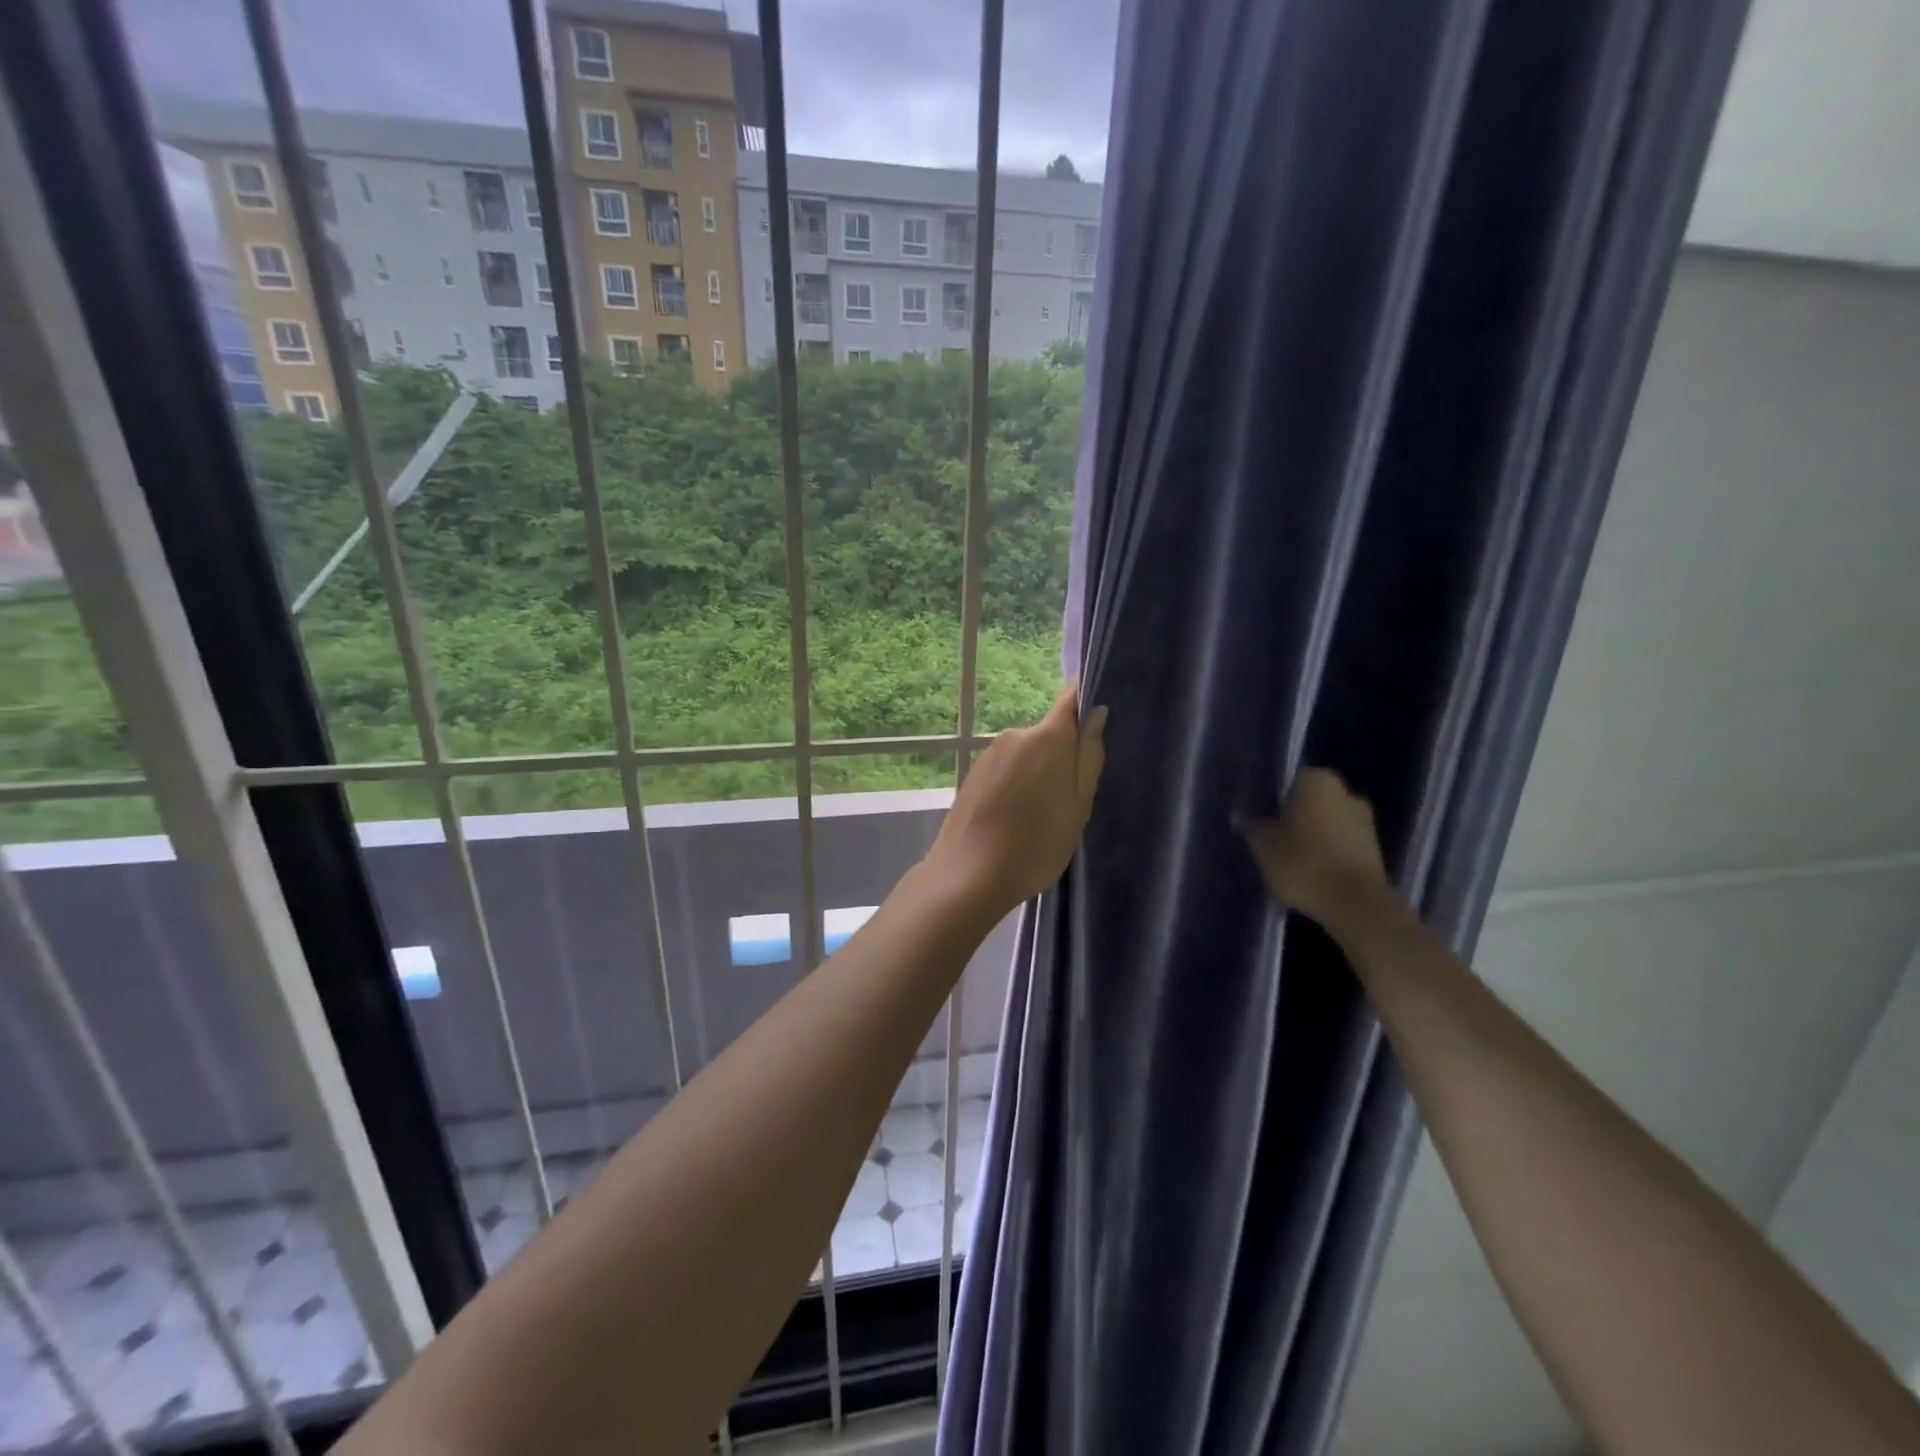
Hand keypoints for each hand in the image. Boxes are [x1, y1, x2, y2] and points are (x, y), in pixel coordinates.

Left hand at [926, 683, 1107, 918]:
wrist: (968, 876)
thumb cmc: (1036, 844)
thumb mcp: (1078, 805)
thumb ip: (1089, 755)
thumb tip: (1097, 712)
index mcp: (1047, 737)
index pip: (1071, 698)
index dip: (1086, 702)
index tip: (1099, 721)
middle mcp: (1015, 735)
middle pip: (1050, 734)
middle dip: (1062, 757)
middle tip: (1069, 800)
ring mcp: (989, 754)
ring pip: (1027, 755)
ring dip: (1037, 775)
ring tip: (1040, 818)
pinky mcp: (973, 774)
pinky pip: (1006, 770)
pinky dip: (1016, 787)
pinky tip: (1015, 821)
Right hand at [1243, 768, 1389, 928]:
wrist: (1356, 905)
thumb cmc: (1304, 863)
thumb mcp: (1264, 846)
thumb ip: (1254, 827)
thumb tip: (1247, 818)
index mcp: (1317, 781)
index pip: (1290, 780)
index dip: (1274, 799)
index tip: (1262, 819)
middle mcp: (1346, 793)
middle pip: (1312, 801)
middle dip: (1296, 816)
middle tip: (1274, 838)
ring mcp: (1366, 821)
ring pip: (1329, 823)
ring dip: (1314, 835)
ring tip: (1291, 859)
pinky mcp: (1376, 850)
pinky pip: (1342, 844)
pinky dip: (1328, 853)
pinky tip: (1312, 872)